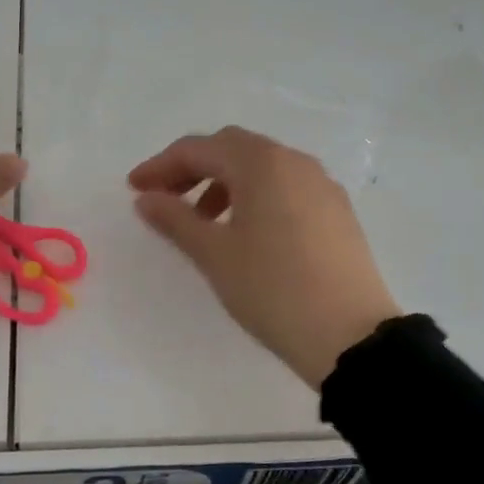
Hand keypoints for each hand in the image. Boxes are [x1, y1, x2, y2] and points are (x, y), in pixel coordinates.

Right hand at [127, 126, 399, 388]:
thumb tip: (147, 199)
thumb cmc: (272, 289)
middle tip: (165, 199)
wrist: (349, 335)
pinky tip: (248, 231)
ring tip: (205, 222)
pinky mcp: (337, 210)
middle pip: (232, 148)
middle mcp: (294, 161)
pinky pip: (286, 186)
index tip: (133, 190)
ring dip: (225, 182)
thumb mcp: (215, 255)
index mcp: (261, 163)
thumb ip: (176, 219)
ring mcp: (321, 184)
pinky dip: (256, 195)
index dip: (160, 166)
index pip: (199, 149)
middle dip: (193, 168)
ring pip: (262, 167)